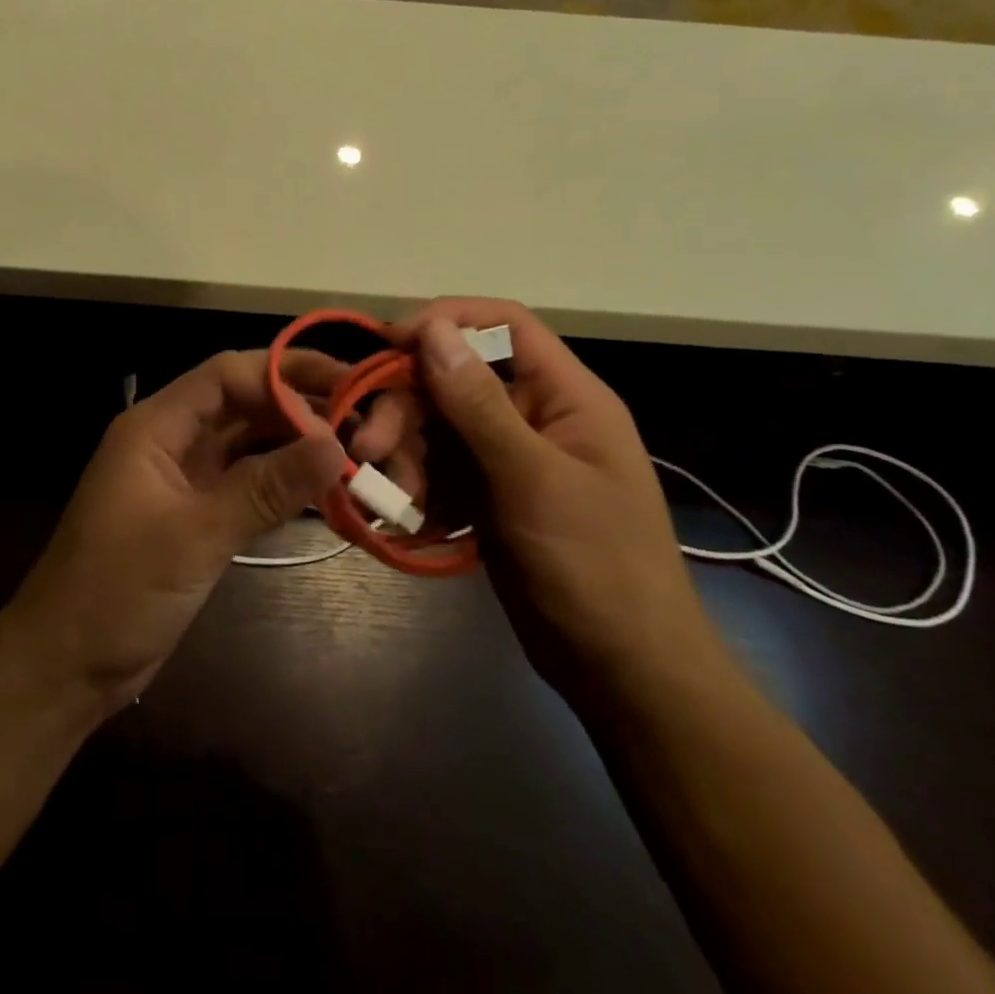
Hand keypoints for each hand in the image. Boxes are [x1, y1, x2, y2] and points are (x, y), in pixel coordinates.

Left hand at [4, 350, 346, 716]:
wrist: (65, 667)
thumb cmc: (117, 590)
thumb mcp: (195, 535)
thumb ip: (265, 488)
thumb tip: (335, 446)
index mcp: (156, 427)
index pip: (227, 375)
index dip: (286, 372)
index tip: (344, 385)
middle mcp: (171, 442)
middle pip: (241, 404)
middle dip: (298, 407)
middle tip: (363, 418)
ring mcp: (183, 480)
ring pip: (247, 444)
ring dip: (294, 445)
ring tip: (355, 449)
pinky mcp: (195, 515)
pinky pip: (246, 483)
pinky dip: (282, 483)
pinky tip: (324, 489)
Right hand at [353, 299, 712, 696]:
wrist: (624, 673)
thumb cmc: (595, 567)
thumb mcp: (533, 479)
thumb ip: (479, 403)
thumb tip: (433, 328)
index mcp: (564, 395)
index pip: (502, 324)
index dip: (446, 321)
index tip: (388, 344)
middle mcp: (534, 415)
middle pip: (453, 380)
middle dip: (406, 409)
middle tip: (369, 448)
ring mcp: (508, 458)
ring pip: (437, 427)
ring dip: (406, 455)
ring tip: (394, 498)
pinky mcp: (488, 495)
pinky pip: (439, 470)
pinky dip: (418, 488)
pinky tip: (411, 519)